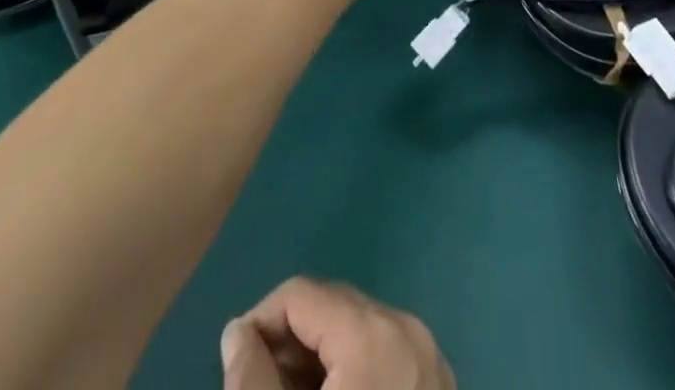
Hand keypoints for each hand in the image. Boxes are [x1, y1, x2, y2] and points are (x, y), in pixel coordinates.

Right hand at [221, 279, 454, 389]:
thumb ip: (251, 381)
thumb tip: (237, 333)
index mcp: (372, 334)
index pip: (301, 294)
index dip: (259, 323)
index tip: (235, 368)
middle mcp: (407, 331)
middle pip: (331, 308)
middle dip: (288, 343)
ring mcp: (431, 361)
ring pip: (357, 332)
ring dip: (316, 361)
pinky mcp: (439, 389)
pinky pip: (384, 356)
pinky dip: (350, 375)